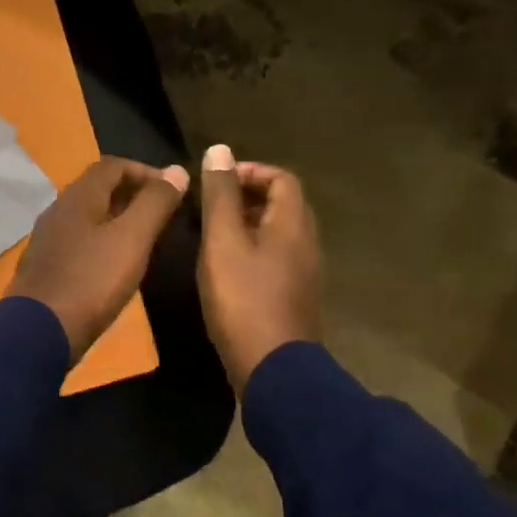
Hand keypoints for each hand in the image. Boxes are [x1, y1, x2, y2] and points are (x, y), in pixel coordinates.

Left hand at [7, 157, 189, 362]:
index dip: (146, 171)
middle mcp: (58, 211)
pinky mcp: (45, 267)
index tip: (173, 190)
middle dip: (133, 194)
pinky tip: (116, 265)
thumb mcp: (132, 240)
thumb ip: (155, 204)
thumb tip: (178, 171)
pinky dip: (103, 242)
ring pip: (89, 217)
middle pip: (98, 189)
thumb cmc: (91, 282)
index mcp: (78, 197)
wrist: (38, 333)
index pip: (113, 165)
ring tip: (145, 239)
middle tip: (163, 214)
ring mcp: (48, 240)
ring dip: (118, 219)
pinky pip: (79, 241)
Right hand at [196, 145, 321, 389]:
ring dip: (246, 225)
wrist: (272, 367)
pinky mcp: (293, 298)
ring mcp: (303, 274)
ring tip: (211, 235)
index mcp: (293, 224)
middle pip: (282, 205)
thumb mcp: (223, 241)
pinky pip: (275, 259)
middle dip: (246, 197)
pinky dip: (251, 252)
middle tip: (210, 207)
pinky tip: (224, 270)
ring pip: (277, 234)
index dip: (250, 171)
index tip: (217, 182)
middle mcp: (306, 244)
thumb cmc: (244, 299)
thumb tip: (220, 149)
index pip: (282, 178)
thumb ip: (221, 195)